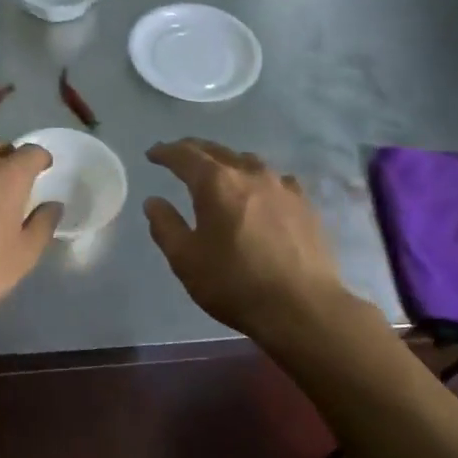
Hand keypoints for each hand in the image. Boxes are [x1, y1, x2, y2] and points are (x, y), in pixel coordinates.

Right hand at [144, 139, 362, 341]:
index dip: (166, 152)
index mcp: (216, 184)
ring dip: (227, 161)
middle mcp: (250, 174)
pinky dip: (258, 179)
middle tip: (179, 154)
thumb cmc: (234, 283)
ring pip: (249, 161)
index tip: (152, 153)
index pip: (185, 156)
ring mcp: (283, 187)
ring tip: (218, 171)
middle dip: (194, 150)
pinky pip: (275, 180)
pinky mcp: (305, 205)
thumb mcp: (186, 259)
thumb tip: (154, 201)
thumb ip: (165, 226)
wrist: (302, 307)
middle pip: (217, 151)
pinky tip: (260, 192)